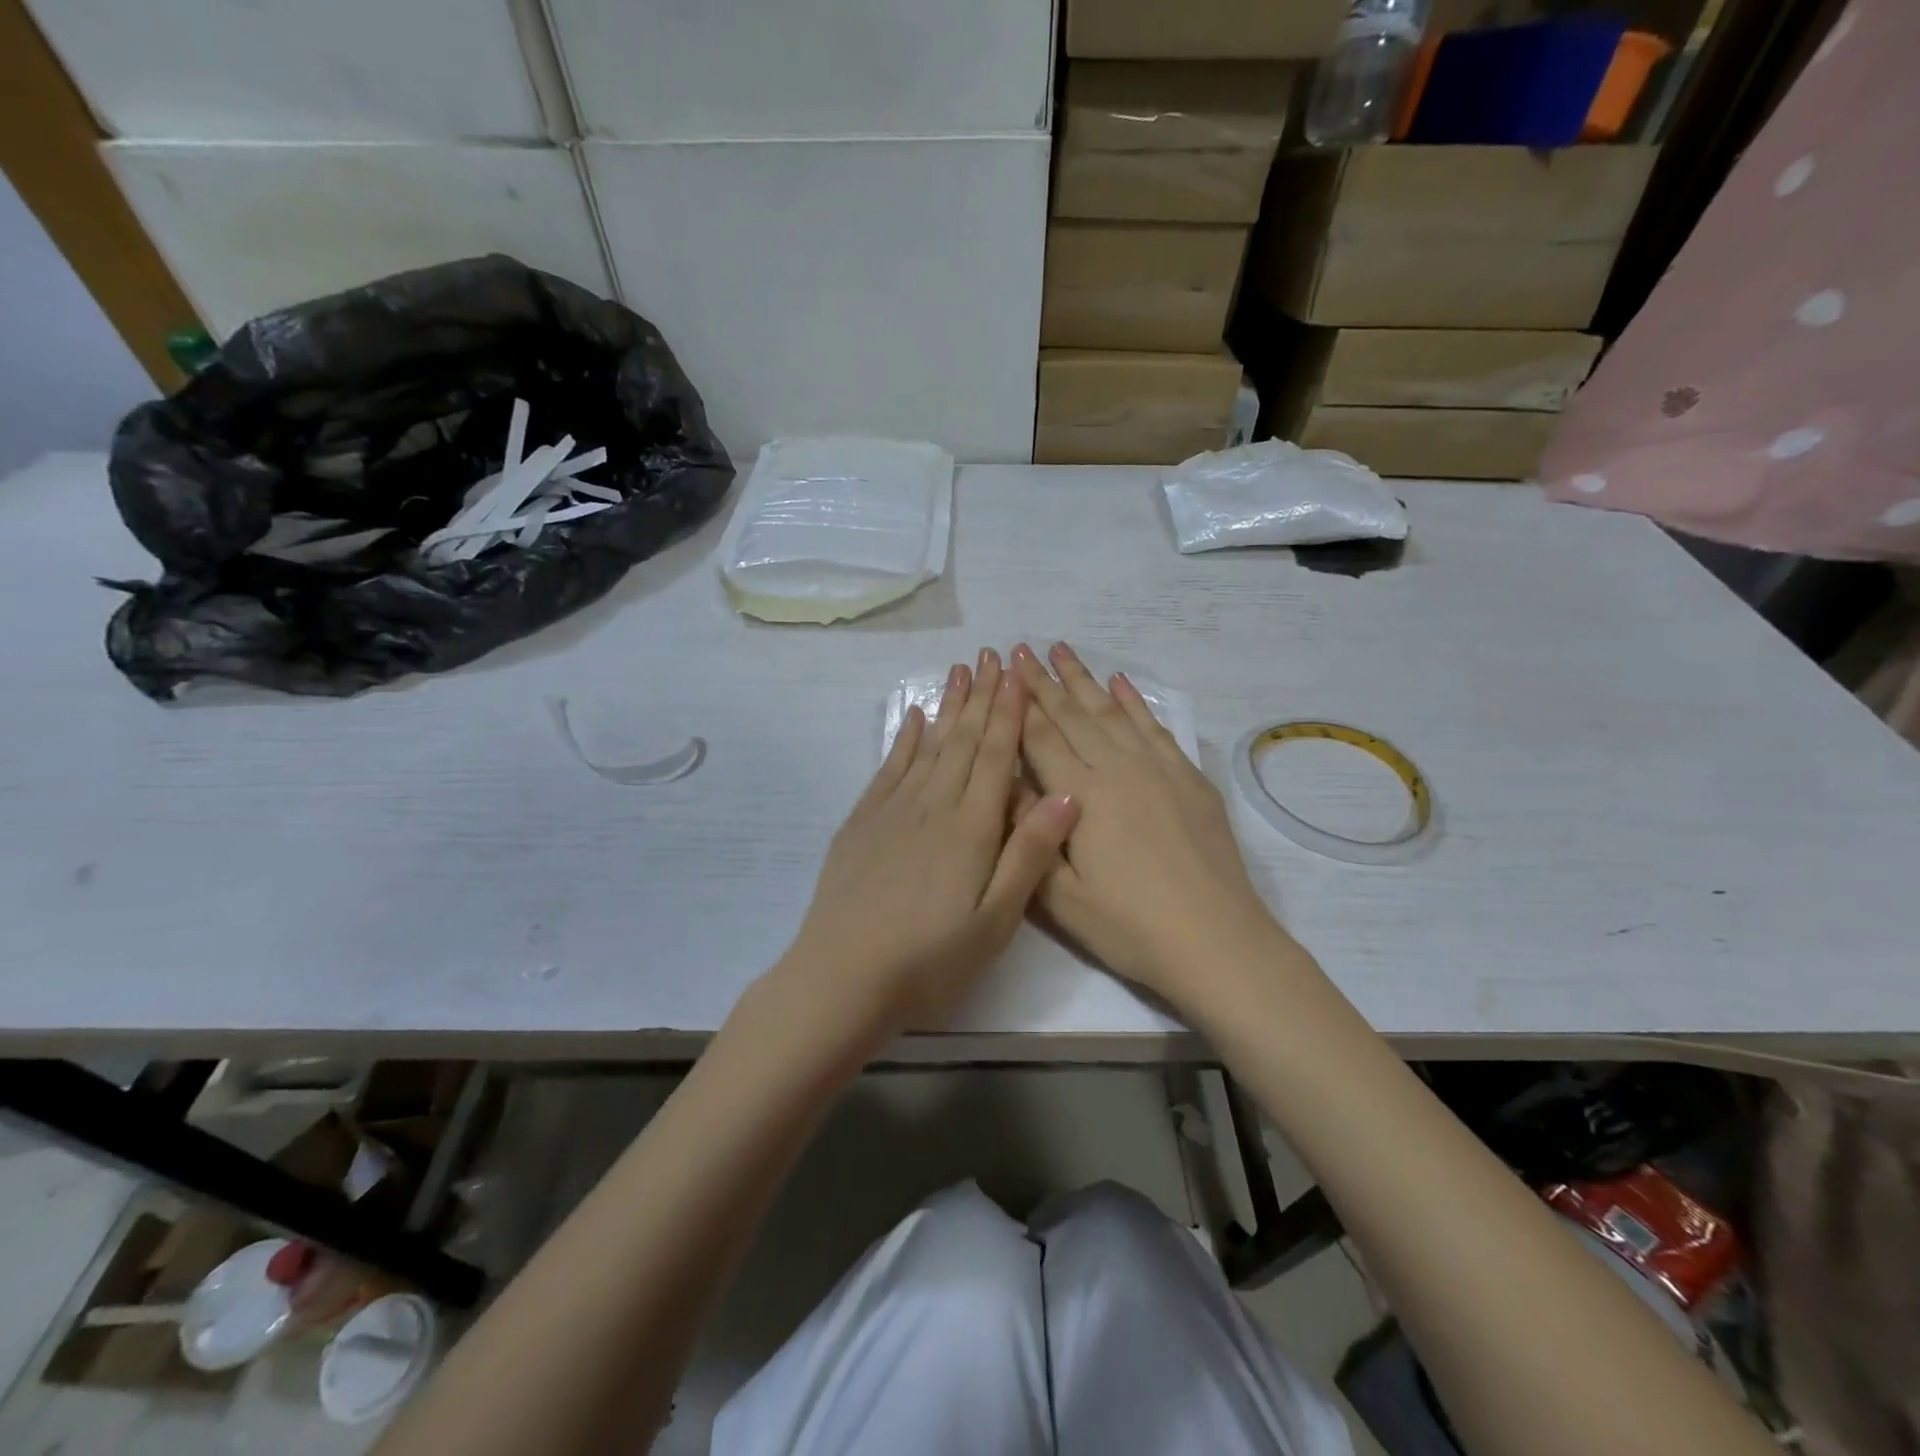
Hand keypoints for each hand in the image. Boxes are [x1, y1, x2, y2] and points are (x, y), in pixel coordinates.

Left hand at [779, 649, 1079, 1039]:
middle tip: (990, 656)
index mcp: (970, 827)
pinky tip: (911, 719)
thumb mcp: (995, 921)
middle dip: (980, 697)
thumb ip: (1029, 854)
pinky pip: (888, 768)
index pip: (996, 756)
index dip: (1008, 713)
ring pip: (927, 746)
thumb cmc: (930, 959)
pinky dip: (903, 740)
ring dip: (946, 707)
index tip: (1016, 674)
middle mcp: (932, 805)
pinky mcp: (862, 822)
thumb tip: (1067, 794)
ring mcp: (892, 810)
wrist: (842, 977)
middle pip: (963, 741)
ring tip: (958, 671)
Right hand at [1012, 641, 1292, 1013]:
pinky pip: (1155, 728)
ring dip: (1085, 680)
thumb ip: (1031, 835)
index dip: (1020, 705)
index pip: (1042, 740)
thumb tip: (1006, 785)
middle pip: (1074, 717)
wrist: (1216, 940)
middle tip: (1023, 649)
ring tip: (1063, 650)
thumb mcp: (1061, 897)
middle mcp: (1117, 770)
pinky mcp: (1188, 779)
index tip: (1005, 672)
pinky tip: (1122, 682)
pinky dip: (1135, 702)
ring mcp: (1158, 770)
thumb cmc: (1130, 927)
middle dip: (1045, 682)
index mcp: (1082, 797)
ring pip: (1112, 714)